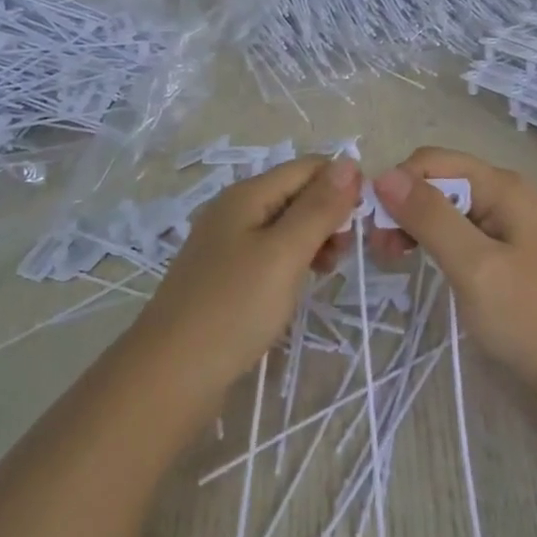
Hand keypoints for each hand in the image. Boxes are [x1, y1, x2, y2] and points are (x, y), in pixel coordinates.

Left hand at [126, 156, 361, 398]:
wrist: (171, 375)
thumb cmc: (234, 308)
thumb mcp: (285, 253)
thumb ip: (319, 207)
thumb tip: (350, 161)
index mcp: (247, 195)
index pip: (308, 167)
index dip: (342, 185)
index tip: (365, 222)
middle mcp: (235, 211)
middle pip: (296, 194)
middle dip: (329, 215)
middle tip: (346, 253)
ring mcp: (227, 245)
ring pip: (286, 226)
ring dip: (315, 240)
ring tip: (329, 271)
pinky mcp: (227, 276)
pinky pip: (271, 254)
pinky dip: (294, 262)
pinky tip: (302, 284)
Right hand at [370, 147, 536, 388]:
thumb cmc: (528, 318)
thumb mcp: (474, 265)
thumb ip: (431, 218)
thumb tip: (384, 175)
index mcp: (502, 187)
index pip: (432, 161)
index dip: (398, 184)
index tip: (374, 226)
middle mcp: (503, 194)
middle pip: (437, 180)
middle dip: (402, 205)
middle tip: (380, 250)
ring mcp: (503, 222)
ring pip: (443, 206)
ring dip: (412, 224)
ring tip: (392, 258)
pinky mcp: (500, 250)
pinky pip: (456, 230)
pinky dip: (431, 240)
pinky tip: (417, 261)